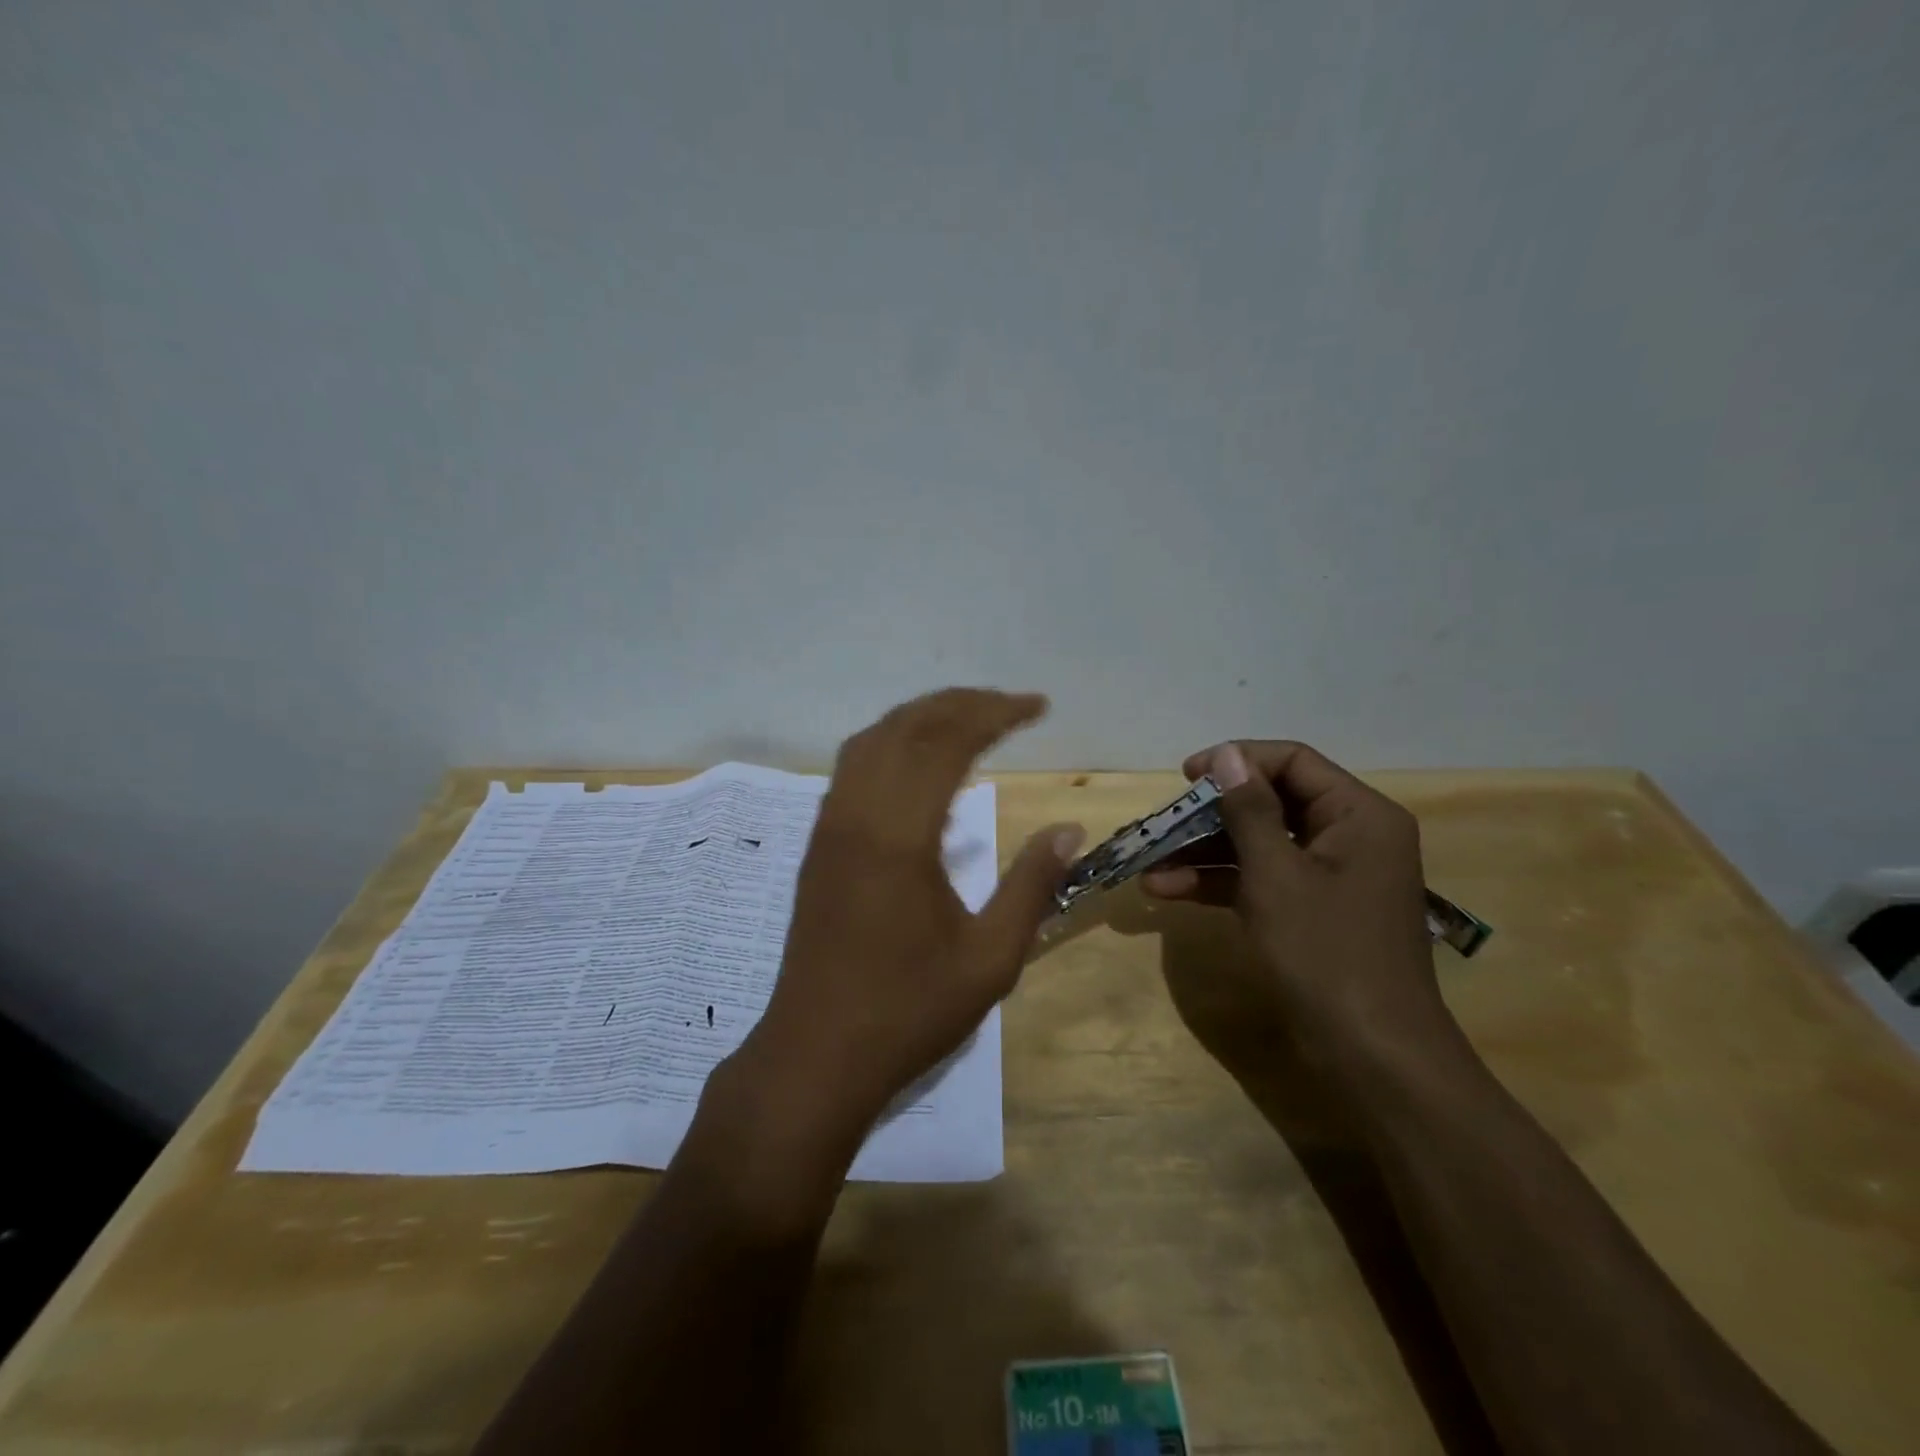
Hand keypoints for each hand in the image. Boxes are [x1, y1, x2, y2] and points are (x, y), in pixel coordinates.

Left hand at [741, 688, 1083, 1137]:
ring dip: (922, 717)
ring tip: (969, 720)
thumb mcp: (990, 958)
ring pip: (872, 740)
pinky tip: (919, 764)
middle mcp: (856, 814)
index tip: (1037, 707)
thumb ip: (1032, 885)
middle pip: (907, 727)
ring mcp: (829, 826)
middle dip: (962, 704)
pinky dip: (892, 743)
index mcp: (899, 836)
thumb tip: (1069, 829)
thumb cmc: (908, 1011)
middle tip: (1011, 706)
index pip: (947, 742)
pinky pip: (853, 767)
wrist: (816, 1053)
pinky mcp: (818, 843)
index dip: (995, 714)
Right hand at [1142, 740, 1450, 1063]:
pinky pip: (1261, 879)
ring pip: (1259, 844)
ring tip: (1151, 862)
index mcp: (1359, 815)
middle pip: (1272, 802)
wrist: (1372, 1057)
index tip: (1186, 776)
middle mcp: (1349, 837)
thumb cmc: (1326, 954)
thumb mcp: (1277, 876)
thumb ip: (1248, 810)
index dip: (1237, 761)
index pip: (1293, 762)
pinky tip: (1168, 891)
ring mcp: (1330, 877)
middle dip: (1212, 813)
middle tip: (1163, 822)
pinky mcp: (1311, 911)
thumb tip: (1227, 755)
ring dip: (1205, 852)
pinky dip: (1220, 882)